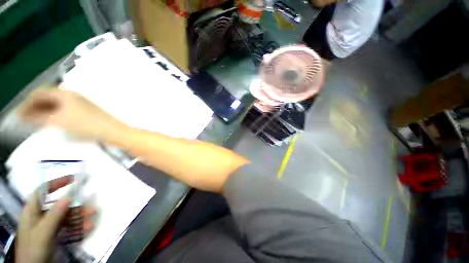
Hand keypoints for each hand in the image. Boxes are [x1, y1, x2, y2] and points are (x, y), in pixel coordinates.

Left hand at [16, 177, 95, 262]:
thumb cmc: (34, 248)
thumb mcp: (44, 232)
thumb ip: (54, 215)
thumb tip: (68, 196)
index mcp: (33, 210)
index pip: (43, 191)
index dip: (57, 183)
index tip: (73, 178)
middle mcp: (40, 215)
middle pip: (59, 207)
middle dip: (76, 208)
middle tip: (92, 209)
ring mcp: (47, 225)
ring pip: (65, 217)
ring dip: (79, 219)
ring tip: (91, 222)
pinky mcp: (53, 233)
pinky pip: (67, 227)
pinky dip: (77, 227)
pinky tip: (86, 229)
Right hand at [19, 88, 127, 140]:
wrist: (111, 130)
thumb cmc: (85, 125)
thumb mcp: (58, 121)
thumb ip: (39, 117)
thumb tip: (24, 116)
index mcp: (64, 93)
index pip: (39, 93)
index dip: (27, 103)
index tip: (19, 114)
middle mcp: (72, 95)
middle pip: (47, 97)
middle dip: (34, 107)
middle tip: (25, 119)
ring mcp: (80, 102)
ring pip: (56, 104)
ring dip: (43, 110)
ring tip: (35, 121)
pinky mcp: (85, 110)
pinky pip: (64, 109)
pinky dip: (54, 114)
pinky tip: (51, 121)